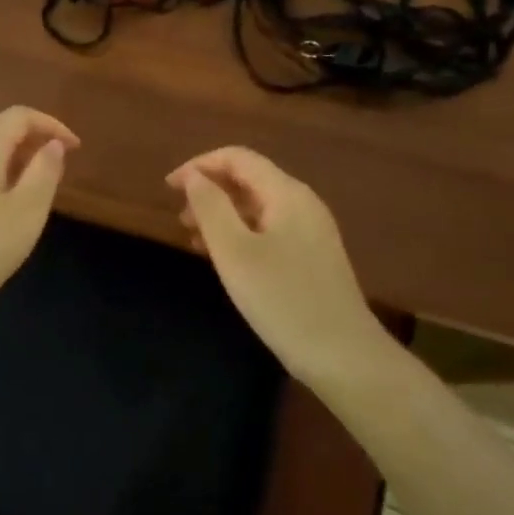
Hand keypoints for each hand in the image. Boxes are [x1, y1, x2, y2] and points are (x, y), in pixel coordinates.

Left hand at [0, 106, 79, 334]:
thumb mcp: (27, 212)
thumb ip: (45, 171)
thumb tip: (53, 144)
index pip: (20, 116)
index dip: (51, 125)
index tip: (75, 148)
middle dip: (32, 139)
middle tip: (57, 165)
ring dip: (12, 158)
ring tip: (34, 186)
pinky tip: (1, 205)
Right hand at [167, 146, 383, 385]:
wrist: (344, 356)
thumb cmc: (282, 299)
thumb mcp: (235, 252)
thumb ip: (211, 207)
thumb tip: (194, 177)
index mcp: (286, 193)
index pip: (238, 158)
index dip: (200, 165)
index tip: (169, 188)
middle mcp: (302, 203)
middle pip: (249, 179)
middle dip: (211, 190)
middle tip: (179, 217)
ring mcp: (311, 231)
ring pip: (258, 206)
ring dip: (223, 214)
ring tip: (194, 238)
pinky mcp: (313, 257)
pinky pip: (269, 229)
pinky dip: (241, 233)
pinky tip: (225, 258)